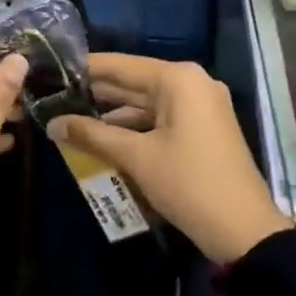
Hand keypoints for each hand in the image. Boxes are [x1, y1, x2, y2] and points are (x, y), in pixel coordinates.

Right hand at [47, 54, 290, 264]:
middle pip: (133, 82)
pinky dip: (134, 129)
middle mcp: (191, 84)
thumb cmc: (188, 183)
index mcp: (178, 79)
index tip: (52, 70)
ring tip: (70, 120)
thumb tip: (52, 124)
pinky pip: (160, 120)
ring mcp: (200, 107)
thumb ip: (91, 135)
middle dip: (96, 94)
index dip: (85, 69)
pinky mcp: (202, 129)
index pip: (120, 65)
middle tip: (54, 98)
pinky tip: (102, 140)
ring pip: (145, 104)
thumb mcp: (136, 158)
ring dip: (112, 115)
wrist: (244, 231)